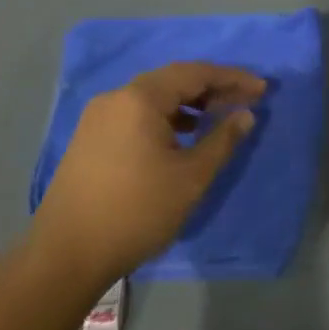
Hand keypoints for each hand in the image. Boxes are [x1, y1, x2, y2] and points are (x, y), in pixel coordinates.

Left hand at [32, 62, 264, 289]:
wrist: (66, 256)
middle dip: (212, 88)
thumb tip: (245, 115)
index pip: (195, 73)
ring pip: (154, 97)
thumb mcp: (191, 177)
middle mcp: (116, 98)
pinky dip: (166, 117)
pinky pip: (137, 113)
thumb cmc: (136, 211)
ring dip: (189, 103)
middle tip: (245, 100)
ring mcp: (98, 118)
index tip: (262, 89)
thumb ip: (223, 140)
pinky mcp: (90, 138)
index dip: (232, 78)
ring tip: (218, 117)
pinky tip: (182, 136)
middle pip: (173, 80)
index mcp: (140, 99)